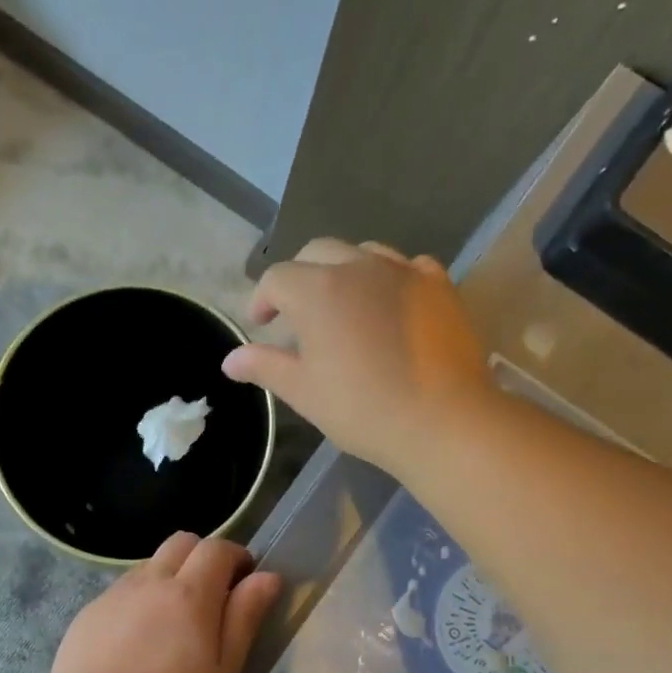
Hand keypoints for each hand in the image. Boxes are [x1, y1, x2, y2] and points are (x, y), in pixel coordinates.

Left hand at [47, 533, 282, 672]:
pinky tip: (136, 641)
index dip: (236, 556)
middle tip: (211, 597)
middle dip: (203, 558)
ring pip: (149, 565)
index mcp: (189, 594)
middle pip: (181, 543)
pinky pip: (122, 590)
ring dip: (169, 578)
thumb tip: (267, 577)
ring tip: (172, 624)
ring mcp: (114, 594)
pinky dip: (139, 600)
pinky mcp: (89, 612)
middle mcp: (150, 581)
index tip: (244, 581)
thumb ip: (244, 619)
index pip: (217, 548)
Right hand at [221, 238, 495, 475]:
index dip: (263, 299)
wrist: (442, 420)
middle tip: (296, 313)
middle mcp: (359, 267)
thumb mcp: (303, 391)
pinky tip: (389, 305)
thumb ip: (265, 366)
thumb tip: (230, 360)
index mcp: (318, 291)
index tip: (262, 325)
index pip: (277, 278)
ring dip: (342, 271)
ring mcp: (404, 271)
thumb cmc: (361, 409)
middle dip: (299, 277)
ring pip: (363, 252)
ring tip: (342, 306)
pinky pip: (406, 266)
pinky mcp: (439, 285)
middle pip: (318, 252)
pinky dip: (388, 278)